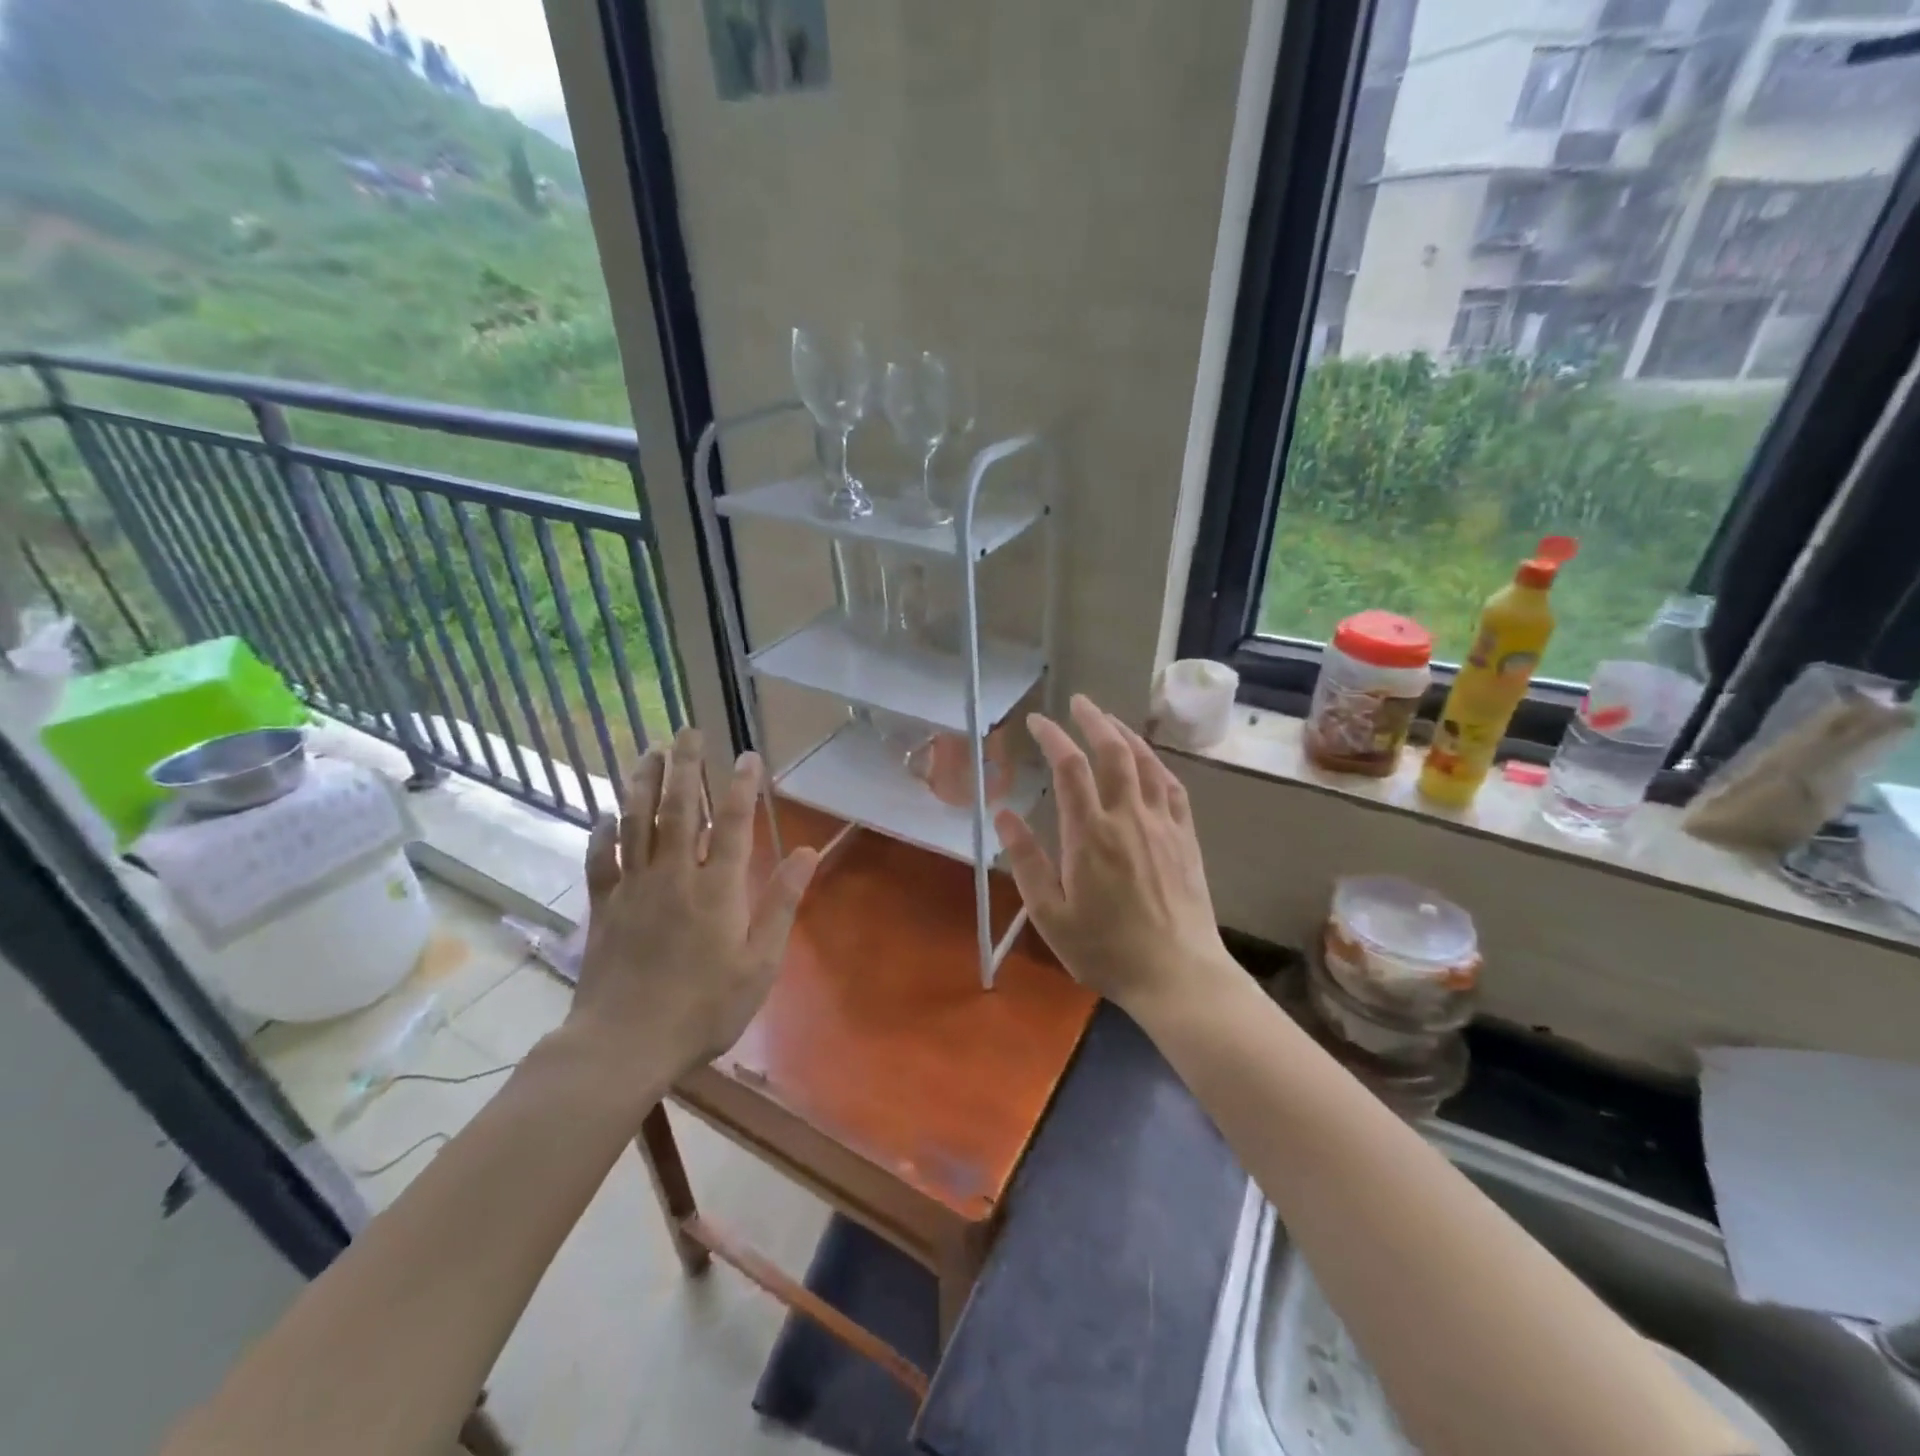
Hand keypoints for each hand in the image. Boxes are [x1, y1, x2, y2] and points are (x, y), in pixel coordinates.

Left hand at [563, 728, 819, 1100]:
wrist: (625, 1043)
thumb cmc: (704, 1007)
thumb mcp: (759, 962)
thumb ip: (781, 904)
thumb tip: (807, 853)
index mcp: (717, 888)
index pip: (732, 822)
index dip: (741, 785)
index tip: (747, 755)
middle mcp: (674, 875)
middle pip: (678, 808)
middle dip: (685, 765)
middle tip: (687, 731)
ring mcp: (633, 888)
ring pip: (637, 822)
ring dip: (642, 782)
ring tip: (648, 750)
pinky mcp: (604, 906)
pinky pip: (601, 859)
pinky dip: (603, 833)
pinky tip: (606, 814)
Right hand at [995, 694, 1231, 1013]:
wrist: (1177, 975)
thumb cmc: (1106, 950)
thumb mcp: (1050, 916)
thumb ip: (1026, 862)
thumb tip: (1003, 814)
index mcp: (1090, 834)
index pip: (1070, 768)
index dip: (1052, 737)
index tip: (1036, 722)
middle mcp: (1128, 818)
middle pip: (1113, 752)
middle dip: (1094, 720)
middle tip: (1078, 702)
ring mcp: (1162, 825)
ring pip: (1146, 763)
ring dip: (1125, 734)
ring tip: (1108, 719)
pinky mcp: (1185, 838)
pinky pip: (1173, 787)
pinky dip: (1156, 764)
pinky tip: (1148, 761)